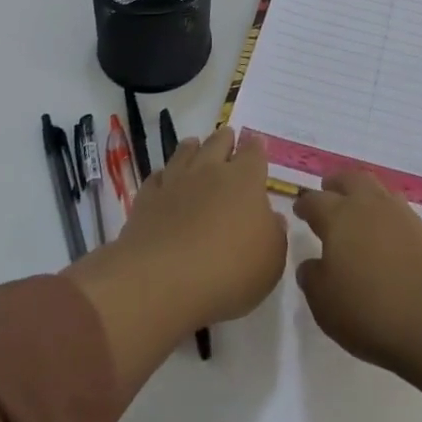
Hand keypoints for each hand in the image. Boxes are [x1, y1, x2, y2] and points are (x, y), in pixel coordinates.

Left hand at [116, 128, 288, 325]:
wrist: (164, 281)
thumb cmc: (229, 270)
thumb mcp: (271, 260)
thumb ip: (274, 234)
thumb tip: (272, 218)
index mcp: (245, 179)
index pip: (254, 151)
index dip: (256, 147)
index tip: (257, 144)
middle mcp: (210, 170)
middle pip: (218, 142)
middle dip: (225, 139)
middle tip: (227, 141)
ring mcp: (175, 181)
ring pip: (185, 152)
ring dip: (192, 148)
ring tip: (195, 147)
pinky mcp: (147, 199)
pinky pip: (157, 177)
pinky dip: (164, 176)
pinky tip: (165, 182)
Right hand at [293, 169, 421, 371]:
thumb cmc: (371, 311)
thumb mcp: (326, 305)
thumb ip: (313, 280)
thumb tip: (311, 264)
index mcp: (338, 217)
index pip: (316, 201)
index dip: (305, 204)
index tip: (300, 209)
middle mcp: (369, 205)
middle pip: (350, 179)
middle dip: (337, 183)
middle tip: (329, 189)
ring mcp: (401, 213)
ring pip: (377, 190)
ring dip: (364, 195)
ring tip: (360, 210)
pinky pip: (399, 210)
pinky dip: (388, 215)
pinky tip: (387, 233)